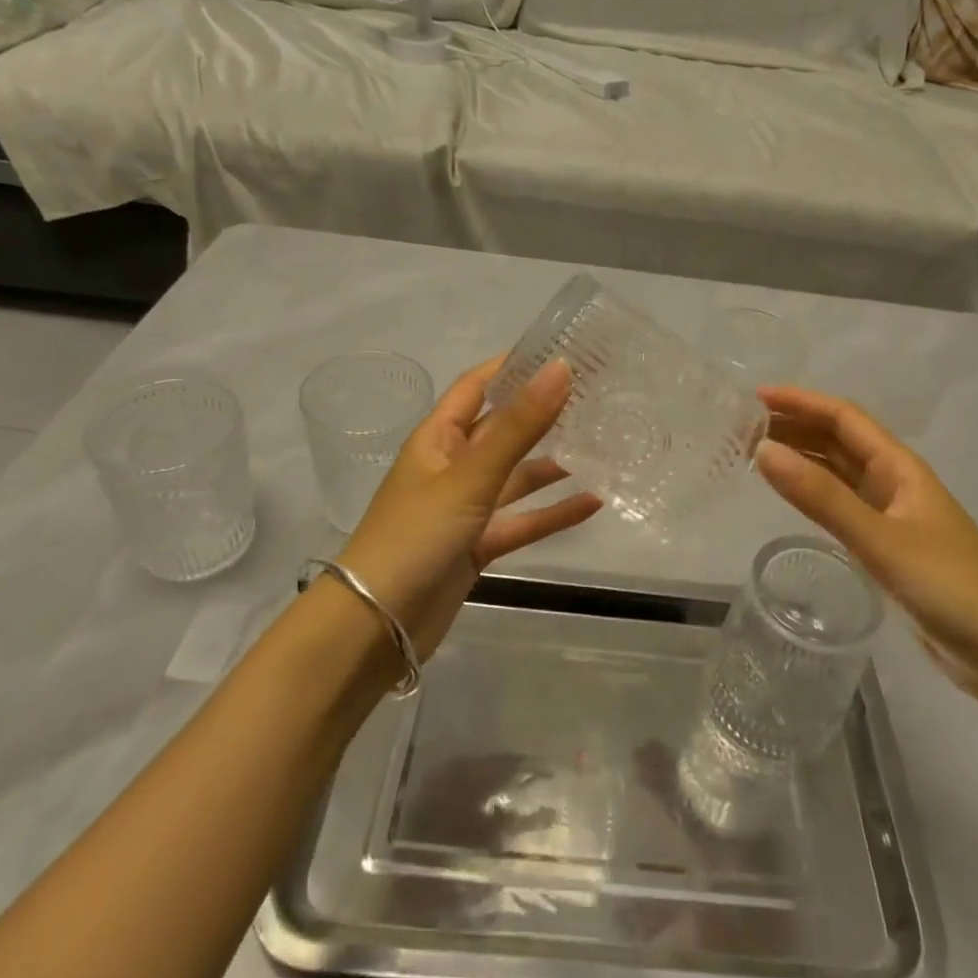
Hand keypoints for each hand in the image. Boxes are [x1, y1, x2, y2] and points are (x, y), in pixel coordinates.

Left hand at [338, 356, 601, 656]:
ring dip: (551, 465)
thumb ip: (518, 426)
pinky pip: (521, 522)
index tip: (559, 352)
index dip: (512, 366)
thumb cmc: (416, 535)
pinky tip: (592, 503)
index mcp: (437, 438)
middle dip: (541, 414)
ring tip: (601, 446)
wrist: (376, 626)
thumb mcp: (470, 476)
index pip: (476, 387)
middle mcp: (451, 467)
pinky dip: (552, 513)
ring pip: (515, 478)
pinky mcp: (477, 546)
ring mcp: (465, 509)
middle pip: (502, 430)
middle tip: (594, 397)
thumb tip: (560, 368)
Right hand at [756, 386, 977, 705]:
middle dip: (795, 426)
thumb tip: (762, 450)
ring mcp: (892, 516)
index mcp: (900, 467)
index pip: (844, 418)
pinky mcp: (888, 548)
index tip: (755, 397)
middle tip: (743, 427)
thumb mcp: (880, 538)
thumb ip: (821, 497)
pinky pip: (841, 505)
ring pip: (839, 472)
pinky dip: (813, 493)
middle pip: (839, 440)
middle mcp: (895, 483)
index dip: (801, 401)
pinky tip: (791, 496)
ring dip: (802, 457)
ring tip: (754, 453)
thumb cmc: (950, 586)